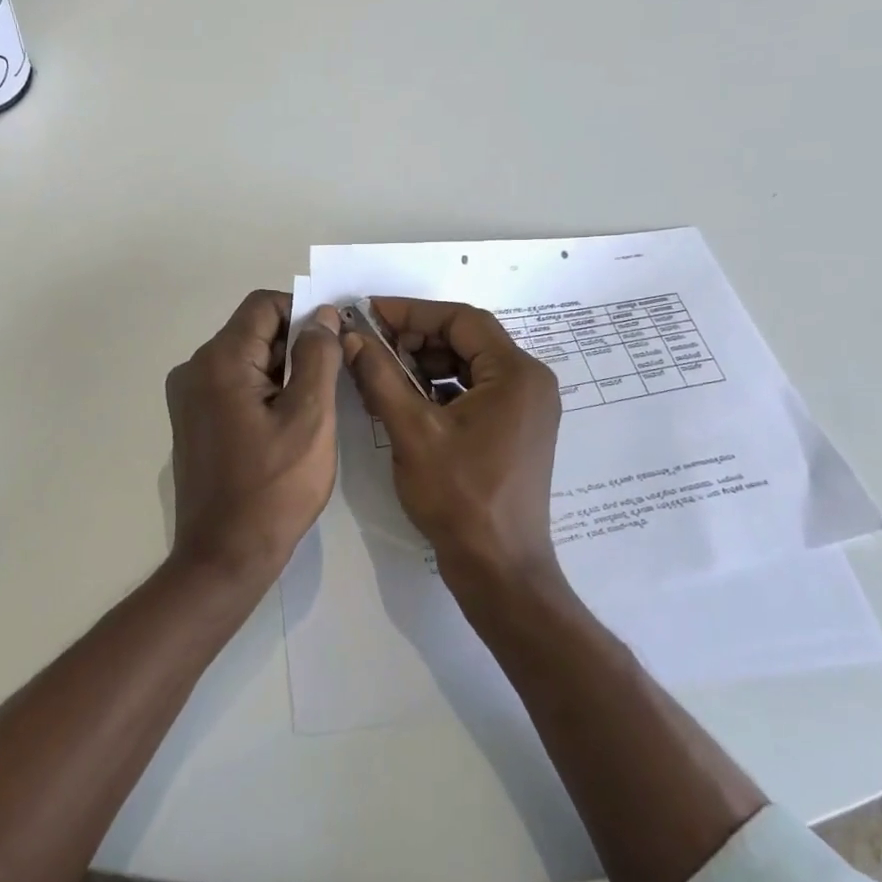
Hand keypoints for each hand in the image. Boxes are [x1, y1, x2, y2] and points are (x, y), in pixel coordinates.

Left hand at [166, 290, 343, 585]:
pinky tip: (287, 426)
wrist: (225, 556)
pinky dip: (264, 392)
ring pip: (247, 360)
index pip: (265, 305)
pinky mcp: (194, 421)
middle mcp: (195, 369)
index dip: (304, 313)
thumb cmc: (274, 488)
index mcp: (220, 360)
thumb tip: (322, 315)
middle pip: (254, 331)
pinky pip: (234, 386)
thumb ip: (318, 357)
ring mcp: (189, 397)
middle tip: (333, 381)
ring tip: (314, 409)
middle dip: (297, 345)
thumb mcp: (310, 418)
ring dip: (283, 372)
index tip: (335, 342)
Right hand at [342, 298, 562, 600]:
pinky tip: (404, 400)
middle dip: (416, 338)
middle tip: (371, 345)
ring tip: (381, 373)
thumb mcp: (412, 431)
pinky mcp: (515, 430)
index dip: (411, 312)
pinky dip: (439, 390)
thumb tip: (352, 337)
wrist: (499, 569)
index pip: (461, 320)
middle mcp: (529, 382)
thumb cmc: (460, 498)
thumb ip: (380, 377)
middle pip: (467, 340)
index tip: (369, 312)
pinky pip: (474, 392)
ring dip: (424, 364)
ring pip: (468, 367)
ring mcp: (526, 408)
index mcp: (517, 374)